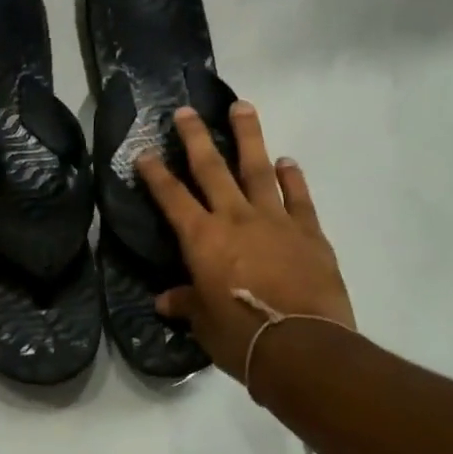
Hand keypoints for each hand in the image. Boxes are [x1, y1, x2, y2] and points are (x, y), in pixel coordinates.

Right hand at [137, 102, 353, 382]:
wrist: (302, 346)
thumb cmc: (241, 336)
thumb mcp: (205, 324)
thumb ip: (187, 303)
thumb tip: (164, 301)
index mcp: (202, 239)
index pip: (171, 198)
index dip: (155, 173)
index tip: (144, 151)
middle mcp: (235, 218)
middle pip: (212, 168)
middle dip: (196, 137)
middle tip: (187, 110)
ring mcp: (275, 220)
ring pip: (258, 168)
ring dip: (248, 136)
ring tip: (242, 107)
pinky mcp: (309, 232)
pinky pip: (298, 197)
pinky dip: (292, 177)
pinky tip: (287, 161)